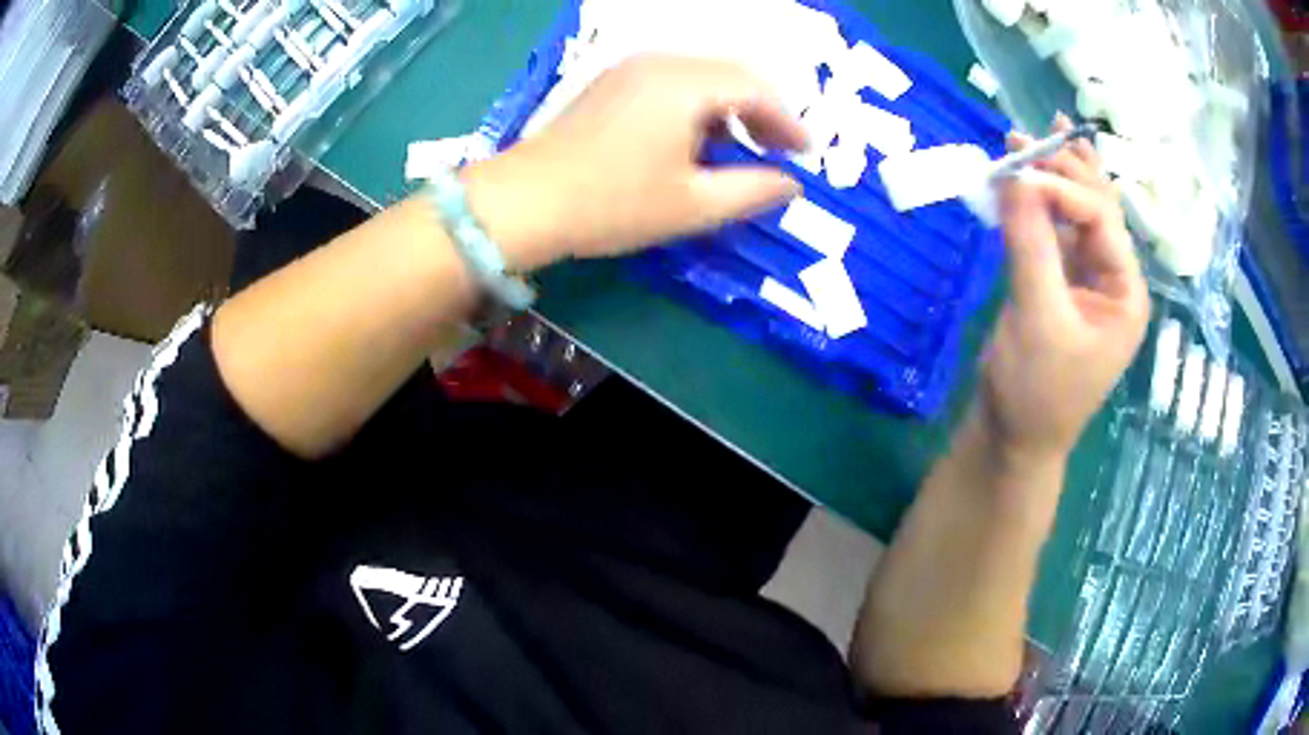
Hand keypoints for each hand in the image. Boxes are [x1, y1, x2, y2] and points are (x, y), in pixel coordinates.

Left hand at [462, 55, 808, 271]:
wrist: (524, 203)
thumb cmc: (612, 205)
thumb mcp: (693, 205)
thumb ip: (752, 191)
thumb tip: (791, 184)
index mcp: (685, 84)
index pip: (756, 89)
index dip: (787, 122)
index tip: (805, 154)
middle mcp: (660, 62)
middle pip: (731, 74)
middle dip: (762, 111)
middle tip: (778, 151)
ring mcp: (630, 69)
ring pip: (702, 76)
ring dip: (730, 107)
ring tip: (741, 148)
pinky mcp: (611, 83)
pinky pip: (673, 82)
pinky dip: (699, 105)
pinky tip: (696, 138)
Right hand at [975, 115, 1150, 466]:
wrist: (1014, 438)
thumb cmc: (1035, 390)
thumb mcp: (1037, 317)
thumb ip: (1030, 244)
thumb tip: (1014, 176)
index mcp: (1125, 292)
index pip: (1101, 219)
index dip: (1062, 186)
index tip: (1016, 170)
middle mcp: (1114, 278)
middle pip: (1097, 208)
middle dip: (1063, 170)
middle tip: (1023, 138)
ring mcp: (1089, 279)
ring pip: (1076, 214)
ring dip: (1052, 178)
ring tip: (1029, 140)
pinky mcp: (1062, 283)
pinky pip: (1054, 233)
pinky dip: (1037, 205)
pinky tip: (1026, 180)